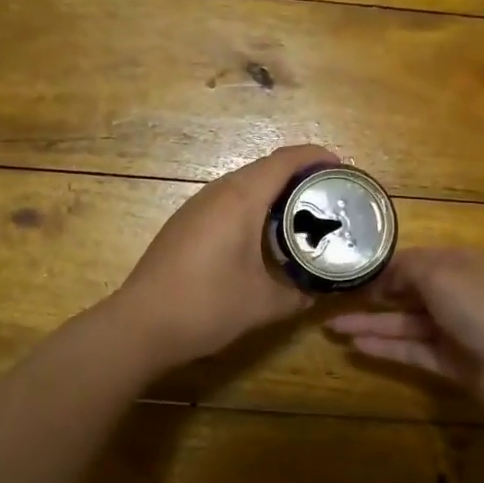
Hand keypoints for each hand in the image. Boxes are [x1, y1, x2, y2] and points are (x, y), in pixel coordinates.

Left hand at [111, 144, 340, 372]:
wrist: (141, 324)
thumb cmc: (207, 306)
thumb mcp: (264, 304)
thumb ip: (299, 294)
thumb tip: (319, 292)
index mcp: (241, 199)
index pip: (285, 160)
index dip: (316, 157)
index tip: (342, 169)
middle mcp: (218, 192)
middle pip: (266, 168)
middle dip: (300, 175)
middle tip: (329, 196)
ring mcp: (196, 206)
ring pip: (244, 184)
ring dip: (274, 192)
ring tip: (302, 215)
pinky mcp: (184, 223)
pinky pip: (227, 201)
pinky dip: (253, 207)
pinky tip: (262, 236)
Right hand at [328, 248, 483, 417]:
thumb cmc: (478, 304)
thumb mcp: (439, 272)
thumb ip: (406, 269)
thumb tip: (384, 278)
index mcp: (459, 265)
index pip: (416, 261)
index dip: (385, 268)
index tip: (353, 274)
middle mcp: (456, 294)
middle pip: (408, 294)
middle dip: (373, 298)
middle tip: (335, 301)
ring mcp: (453, 329)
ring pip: (405, 324)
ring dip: (371, 324)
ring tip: (333, 327)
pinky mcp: (450, 361)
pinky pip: (412, 350)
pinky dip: (385, 348)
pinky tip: (355, 346)